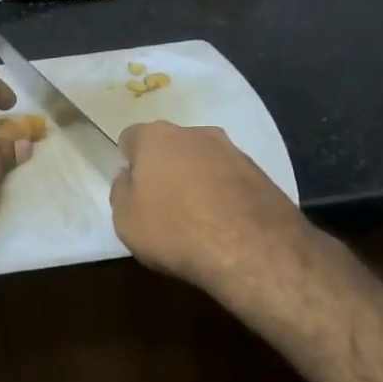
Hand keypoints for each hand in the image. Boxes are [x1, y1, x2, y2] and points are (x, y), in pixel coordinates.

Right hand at [109, 121, 312, 299]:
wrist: (251, 248)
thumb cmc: (174, 229)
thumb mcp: (126, 220)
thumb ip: (121, 191)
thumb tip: (128, 176)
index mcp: (156, 137)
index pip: (131, 137)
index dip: (129, 161)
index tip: (132, 187)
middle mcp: (195, 133)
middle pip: (171, 145)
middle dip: (165, 166)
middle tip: (162, 202)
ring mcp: (233, 150)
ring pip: (204, 159)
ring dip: (197, 178)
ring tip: (196, 216)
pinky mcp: (261, 173)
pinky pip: (230, 178)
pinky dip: (224, 193)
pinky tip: (224, 222)